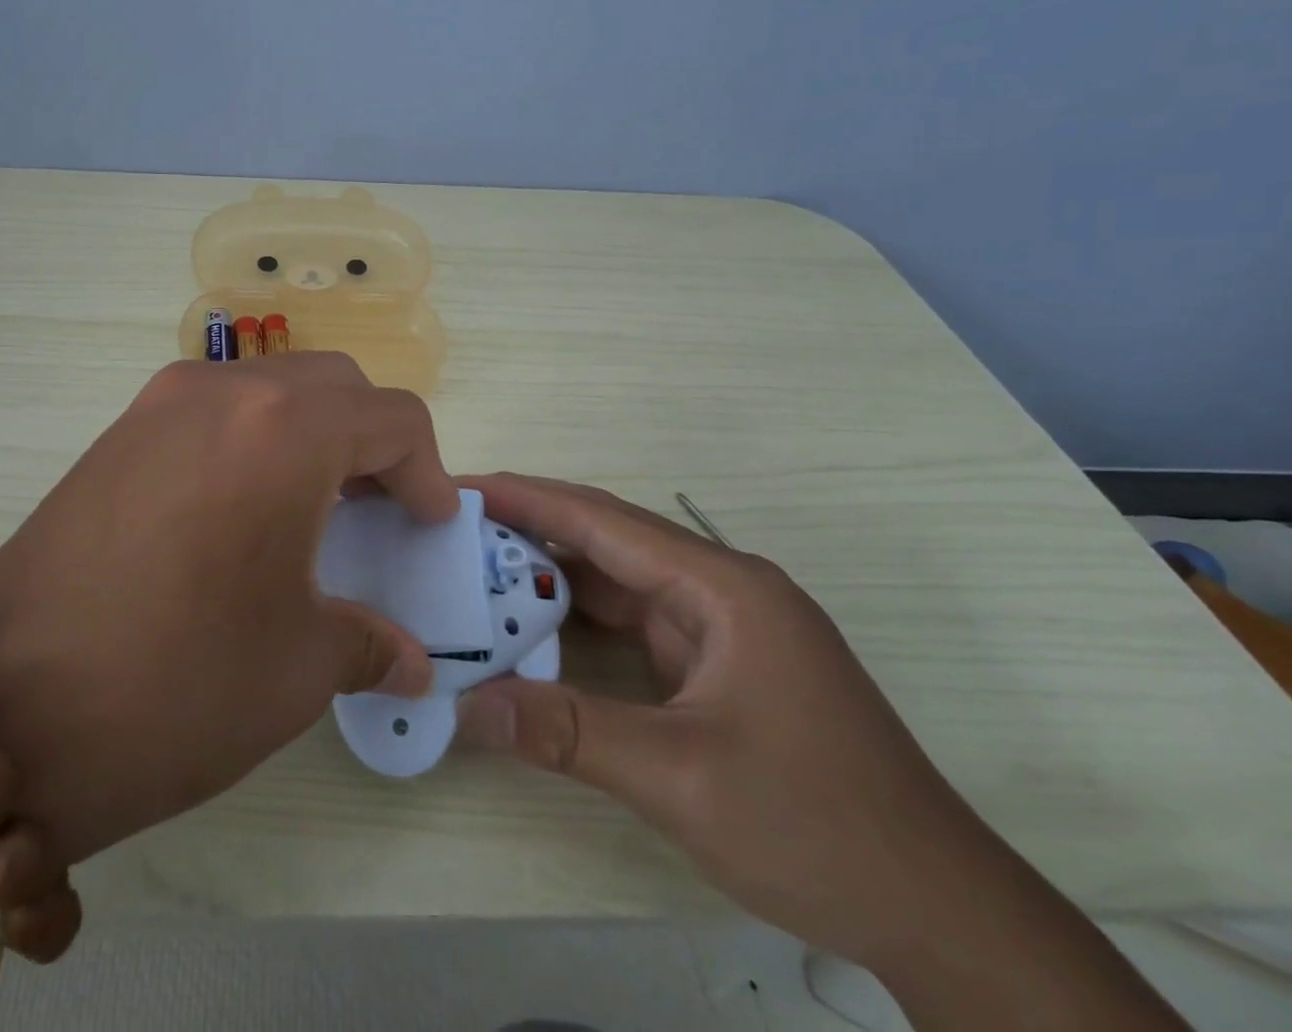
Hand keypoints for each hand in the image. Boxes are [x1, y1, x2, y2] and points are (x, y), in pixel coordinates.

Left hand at [0, 353, 453, 864]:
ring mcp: (163, 401)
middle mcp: (226, 391)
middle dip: (374, 438)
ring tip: (316, 504)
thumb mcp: (297, 667)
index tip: (430, 522)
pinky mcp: (121, 427)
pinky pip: (218, 407)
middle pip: (335, 385)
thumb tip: (409, 659)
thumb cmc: (177, 684)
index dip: (427, 471)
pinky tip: (246, 506)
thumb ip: (369, 642)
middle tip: (379, 506)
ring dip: (314, 430)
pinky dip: (257, 436)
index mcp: (287, 430)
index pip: (393, 418)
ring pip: (273, 385)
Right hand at [452, 473, 996, 965]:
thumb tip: (468, 709)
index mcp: (723, 587)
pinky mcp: (721, 666)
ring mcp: (724, 629)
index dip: (530, 497)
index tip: (464, 484)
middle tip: (457, 523)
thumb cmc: (815, 825)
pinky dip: (584, 621)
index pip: (605, 521)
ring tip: (481, 568)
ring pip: (622, 583)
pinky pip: (637, 624)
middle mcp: (723, 590)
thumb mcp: (678, 777)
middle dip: (534, 527)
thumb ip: (566, 732)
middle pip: (611, 542)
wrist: (940, 913)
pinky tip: (539, 626)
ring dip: (556, 576)